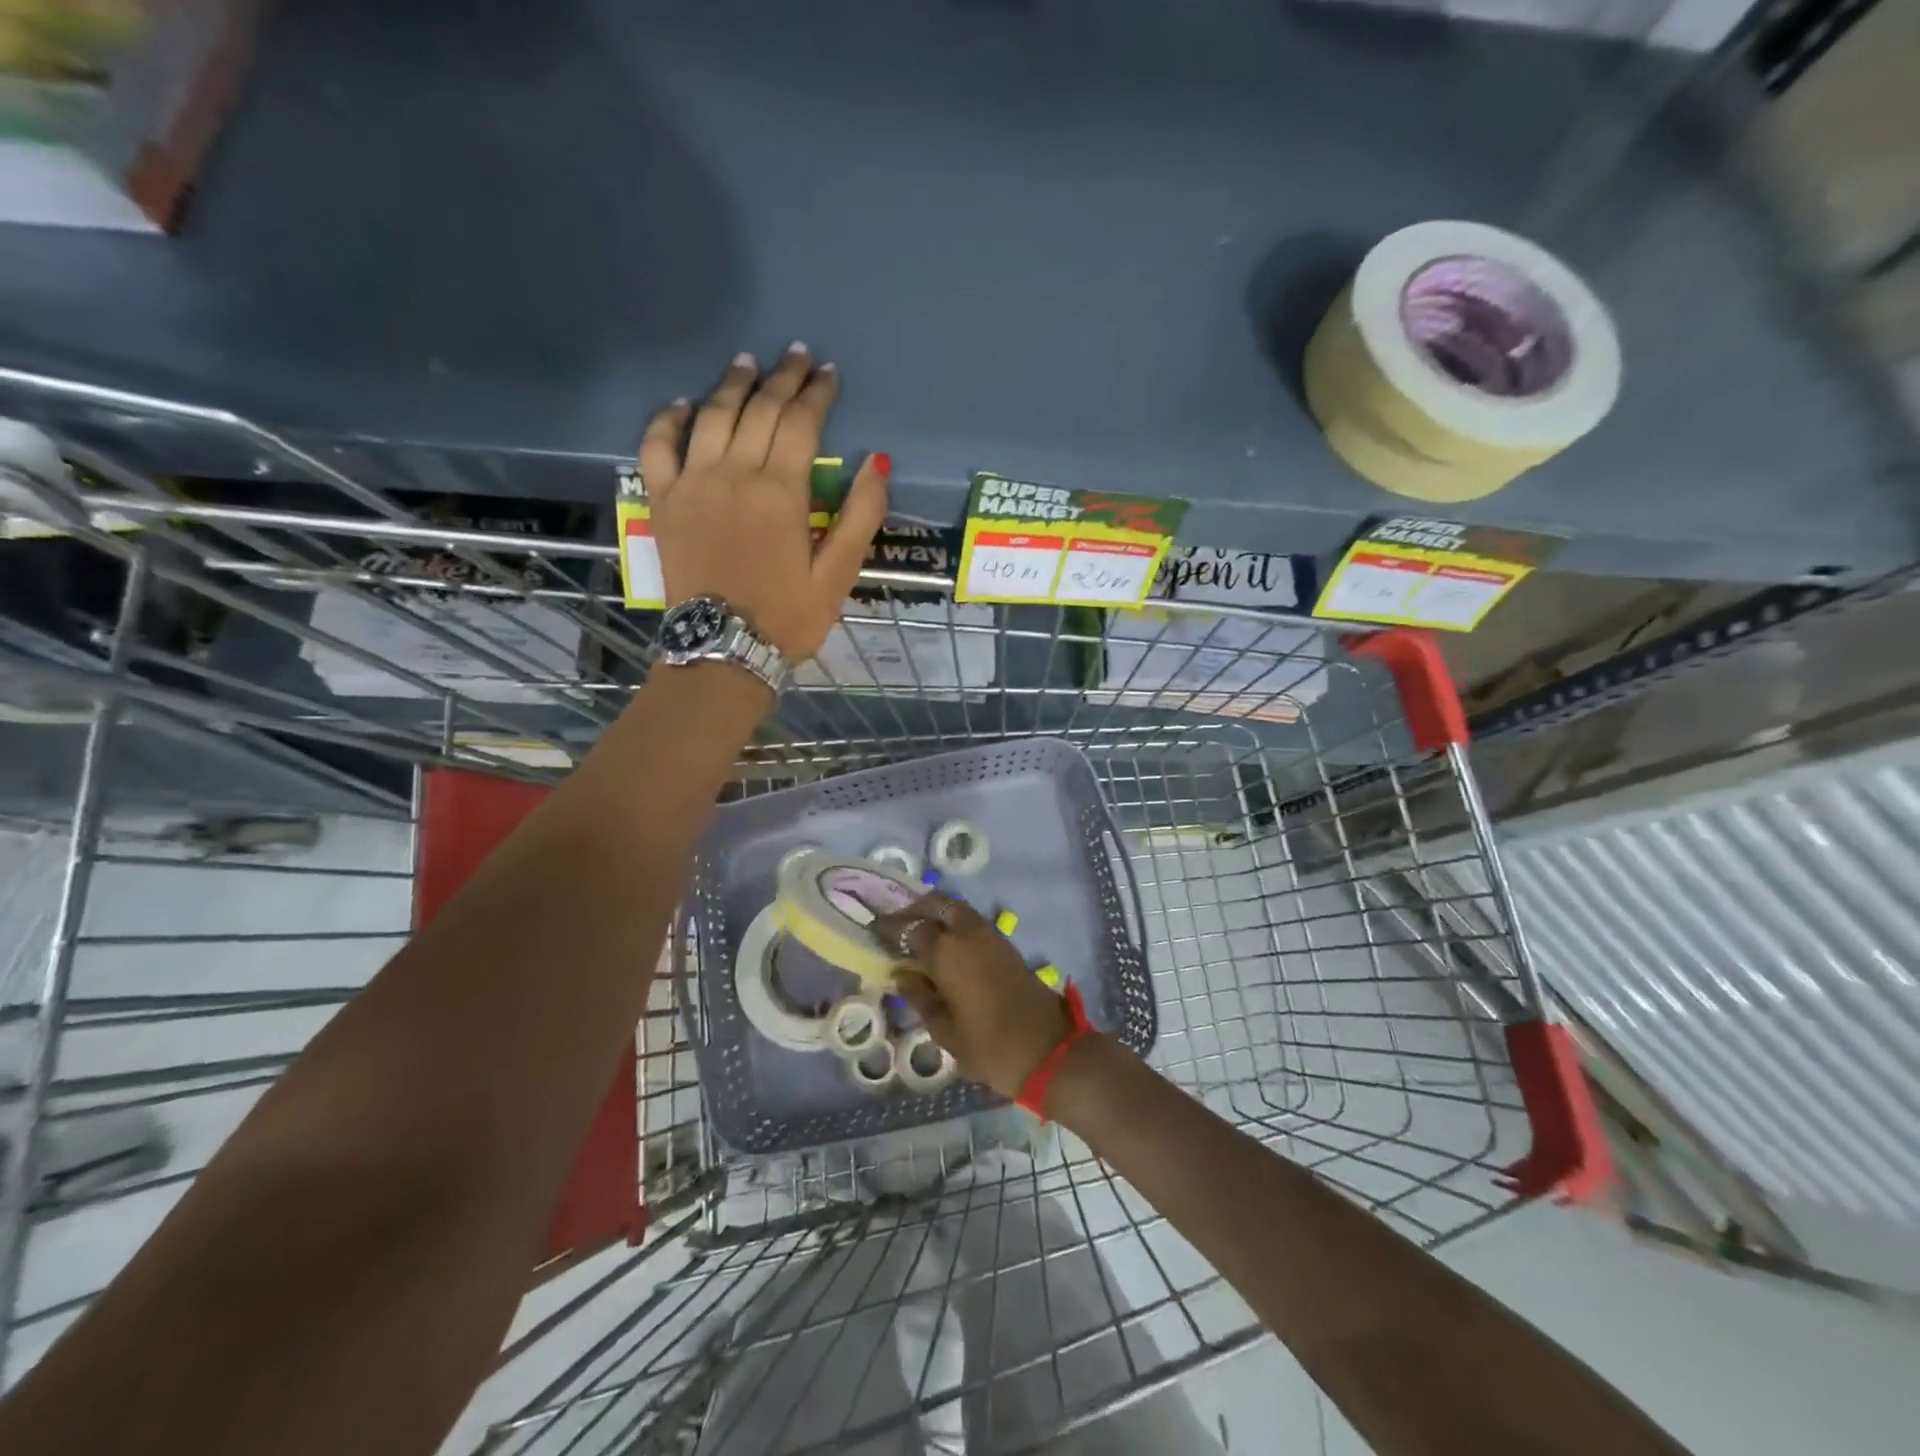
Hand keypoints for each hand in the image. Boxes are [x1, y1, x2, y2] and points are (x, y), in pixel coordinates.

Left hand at [639, 345, 889, 662]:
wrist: (722, 649)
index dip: (818, 394)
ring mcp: (692, 484)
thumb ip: (859, 517)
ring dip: (733, 384)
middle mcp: (734, 474)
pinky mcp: (663, 501)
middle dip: (782, 378)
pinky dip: (669, 419)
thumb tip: (877, 462)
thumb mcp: (837, 576)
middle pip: (759, 410)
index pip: (801, 423)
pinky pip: (658, 446)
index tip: (830, 374)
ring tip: (748, 362)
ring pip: (712, 416)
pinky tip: (683, 404)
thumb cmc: (787, 617)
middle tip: (797, 356)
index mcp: (781, 492)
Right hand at [873, 893, 1077, 1099]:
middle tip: (898, 924)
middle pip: (937, 903)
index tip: (874, 929)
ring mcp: (991, 936)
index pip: (910, 928)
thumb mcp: (944, 1030)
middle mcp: (968, 933)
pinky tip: (946, 945)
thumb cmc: (988, 1046)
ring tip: (920, 934)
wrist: (1049, 1050)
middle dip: (915, 908)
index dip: (890, 927)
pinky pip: (973, 922)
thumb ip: (920, 997)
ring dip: (937, 913)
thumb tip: (902, 974)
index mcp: (946, 951)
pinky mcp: (1007, 945)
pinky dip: (955, 924)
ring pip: (958, 909)